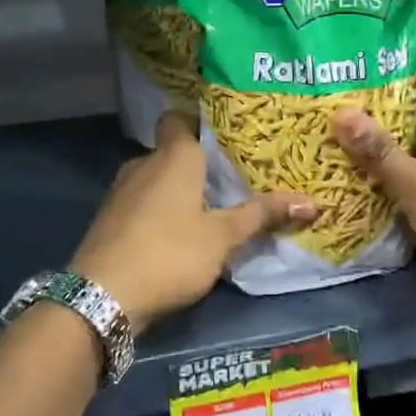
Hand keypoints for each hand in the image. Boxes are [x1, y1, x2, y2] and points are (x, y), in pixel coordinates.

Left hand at [72, 112, 315, 328]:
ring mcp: (121, 192)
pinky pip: (143, 204)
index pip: (180, 118)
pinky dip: (160, 212)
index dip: (200, 123)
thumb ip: (262, 215)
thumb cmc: (170, 253)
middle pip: (173, 152)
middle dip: (199, 165)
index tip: (227, 136)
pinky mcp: (110, 220)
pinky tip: (179, 235)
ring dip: (179, 192)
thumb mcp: (223, 237)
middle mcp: (143, 164)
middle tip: (233, 178)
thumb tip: (313, 202)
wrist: (102, 296)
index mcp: (173, 156)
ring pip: (157, 180)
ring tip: (212, 208)